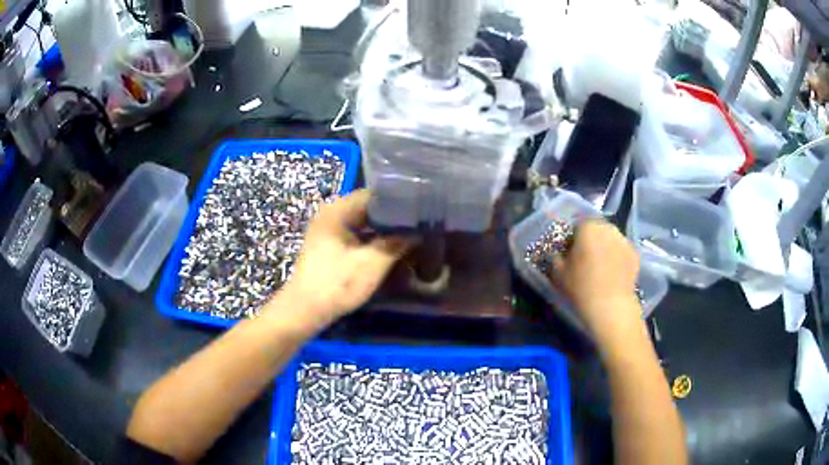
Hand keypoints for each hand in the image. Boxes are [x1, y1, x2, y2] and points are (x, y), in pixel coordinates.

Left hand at [276, 190, 411, 322]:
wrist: (305, 310)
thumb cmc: (337, 283)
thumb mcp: (372, 263)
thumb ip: (397, 243)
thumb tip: (417, 232)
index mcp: (337, 210)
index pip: (373, 194)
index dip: (398, 200)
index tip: (419, 208)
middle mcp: (331, 215)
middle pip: (367, 209)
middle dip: (392, 218)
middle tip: (419, 224)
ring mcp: (327, 232)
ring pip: (362, 225)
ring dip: (383, 231)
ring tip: (410, 237)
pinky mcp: (328, 248)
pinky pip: (355, 237)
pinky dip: (371, 241)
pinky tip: (389, 250)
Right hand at [550, 219, 640, 337]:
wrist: (610, 306)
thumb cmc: (581, 287)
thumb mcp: (558, 274)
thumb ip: (556, 258)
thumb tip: (558, 254)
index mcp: (588, 227)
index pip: (577, 226)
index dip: (572, 240)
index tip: (570, 255)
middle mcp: (608, 228)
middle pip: (596, 231)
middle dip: (591, 242)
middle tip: (585, 261)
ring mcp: (624, 240)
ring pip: (611, 240)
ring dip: (605, 249)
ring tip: (601, 269)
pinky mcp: (635, 254)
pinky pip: (622, 252)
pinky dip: (618, 259)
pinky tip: (613, 275)